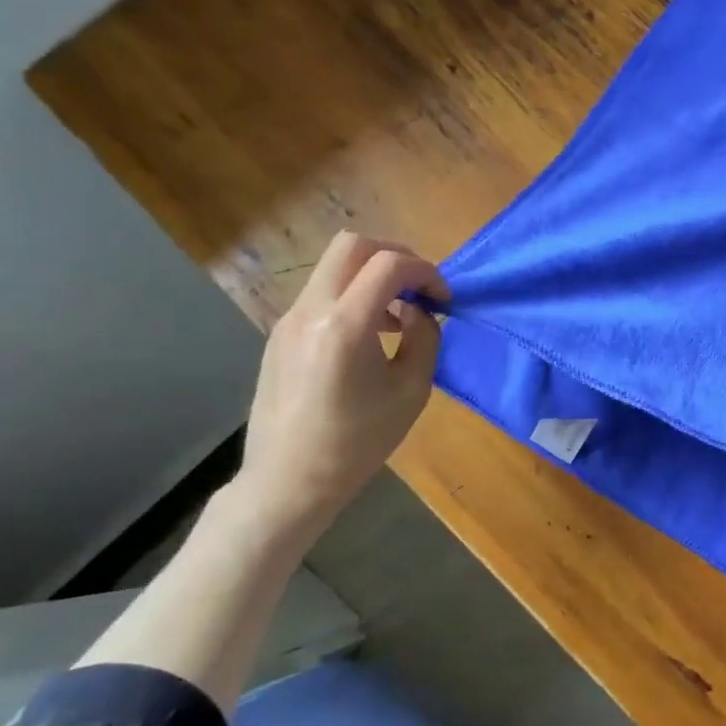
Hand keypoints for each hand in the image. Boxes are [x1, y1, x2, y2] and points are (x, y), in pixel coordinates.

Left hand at [235, 231, 447, 534]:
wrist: (290, 480)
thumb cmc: (358, 441)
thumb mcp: (412, 391)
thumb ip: (424, 339)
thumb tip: (419, 312)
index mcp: (345, 325)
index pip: (390, 265)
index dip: (426, 273)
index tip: (444, 300)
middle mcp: (310, 310)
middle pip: (353, 245)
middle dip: (396, 257)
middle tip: (420, 290)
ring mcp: (289, 320)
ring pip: (335, 267)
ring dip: (373, 277)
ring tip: (398, 319)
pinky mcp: (281, 334)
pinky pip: (322, 293)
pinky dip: (353, 297)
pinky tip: (369, 337)